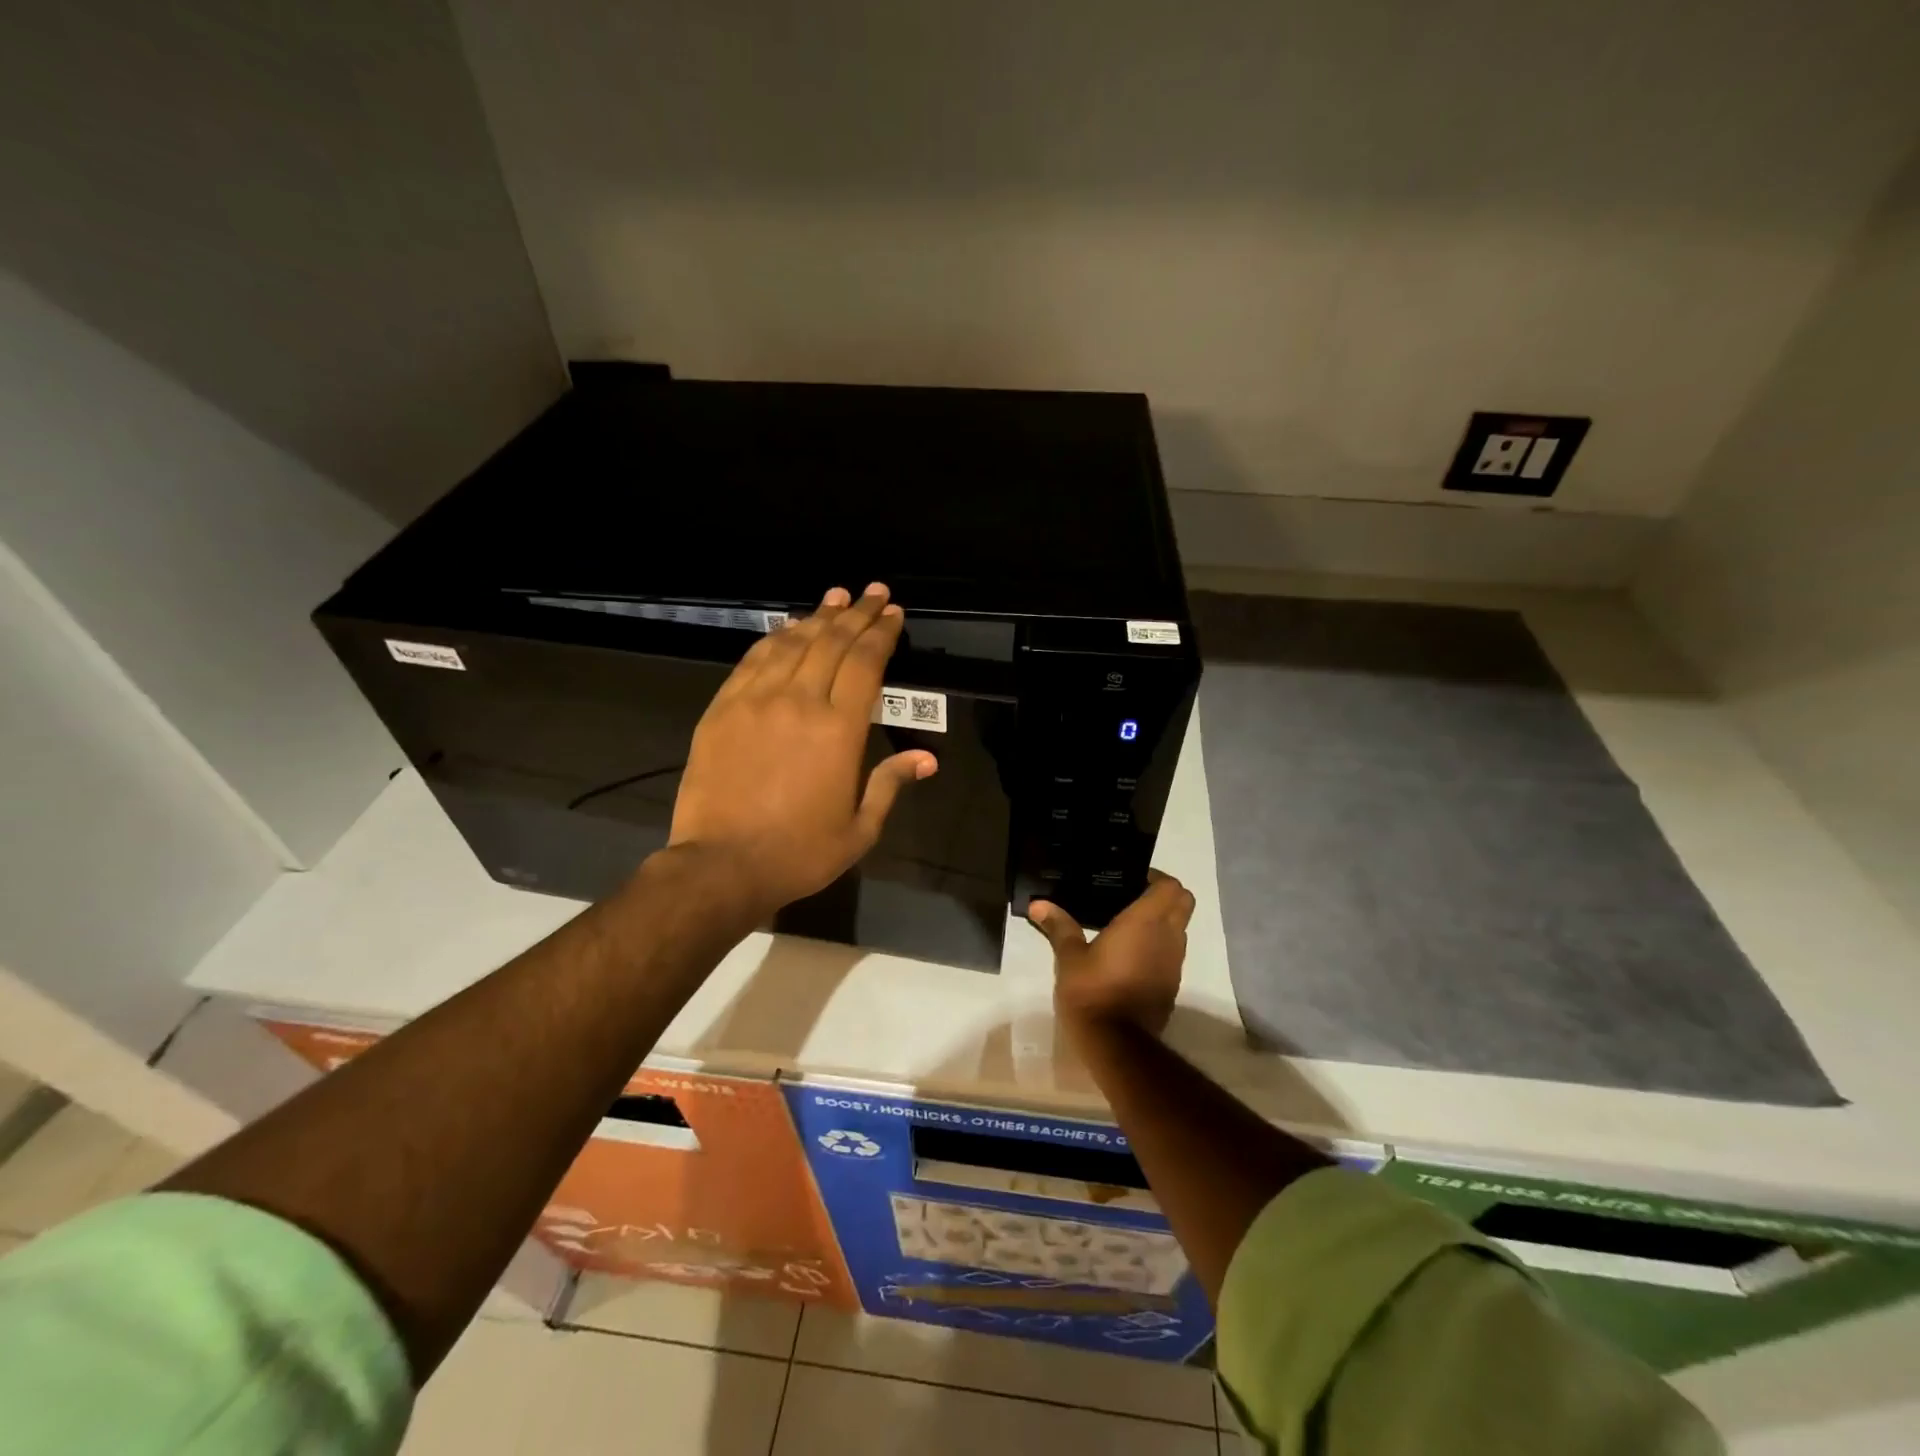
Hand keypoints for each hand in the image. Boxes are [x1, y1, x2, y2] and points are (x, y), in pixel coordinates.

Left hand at [665, 583, 936, 919]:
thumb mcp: (859, 829)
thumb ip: (890, 784)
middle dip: (857, 613)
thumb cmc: (799, 852)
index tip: (894, 613)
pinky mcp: (723, 708)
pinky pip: (754, 659)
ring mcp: (757, 700)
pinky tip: (789, 626)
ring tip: (837, 596)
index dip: (882, 633)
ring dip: (819, 616)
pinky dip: (776, 637)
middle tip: (874, 592)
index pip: (866, 663)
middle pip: (833, 643)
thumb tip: (927, 759)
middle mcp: (800, 702)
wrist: (721, 865)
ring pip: (793, 643)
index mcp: (840, 730)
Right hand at [1028, 871, 1194, 1037]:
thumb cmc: (1093, 991)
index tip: (1132, 880)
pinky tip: (1129, 955)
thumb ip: (1059, 926)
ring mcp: (1174, 963)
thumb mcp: (1069, 957)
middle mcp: (1168, 937)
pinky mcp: (1172, 984)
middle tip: (1131, 897)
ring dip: (1162, 921)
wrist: (1117, 1044)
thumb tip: (1037, 904)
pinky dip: (1158, 946)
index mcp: (1145, 922)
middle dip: (1164, 896)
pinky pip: (1172, 953)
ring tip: (1126, 925)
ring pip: (1179, 929)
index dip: (1156, 878)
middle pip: (1183, 903)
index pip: (1171, 886)